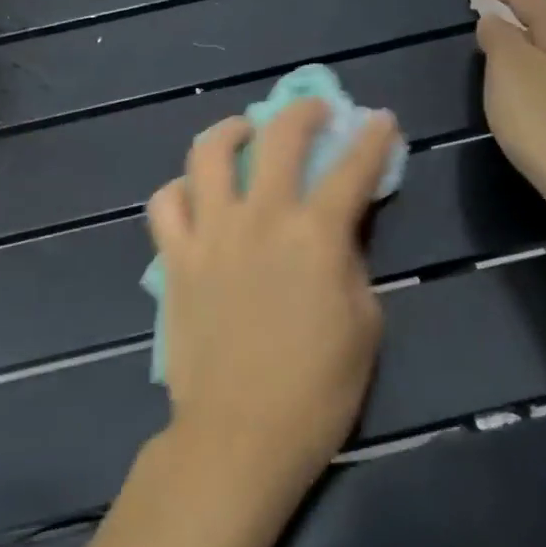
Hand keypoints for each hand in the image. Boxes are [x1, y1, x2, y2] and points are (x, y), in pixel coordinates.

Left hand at [146, 99, 397, 500]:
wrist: (238, 435)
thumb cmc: (316, 390)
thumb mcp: (363, 325)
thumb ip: (352, 263)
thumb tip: (338, 229)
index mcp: (315, 235)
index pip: (352, 168)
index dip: (372, 137)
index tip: (380, 118)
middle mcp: (260, 218)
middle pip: (278, 136)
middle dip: (303, 110)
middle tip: (314, 110)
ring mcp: (210, 234)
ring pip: (208, 153)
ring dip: (231, 130)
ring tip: (244, 133)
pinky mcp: (175, 258)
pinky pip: (165, 203)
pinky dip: (181, 189)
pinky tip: (197, 194)